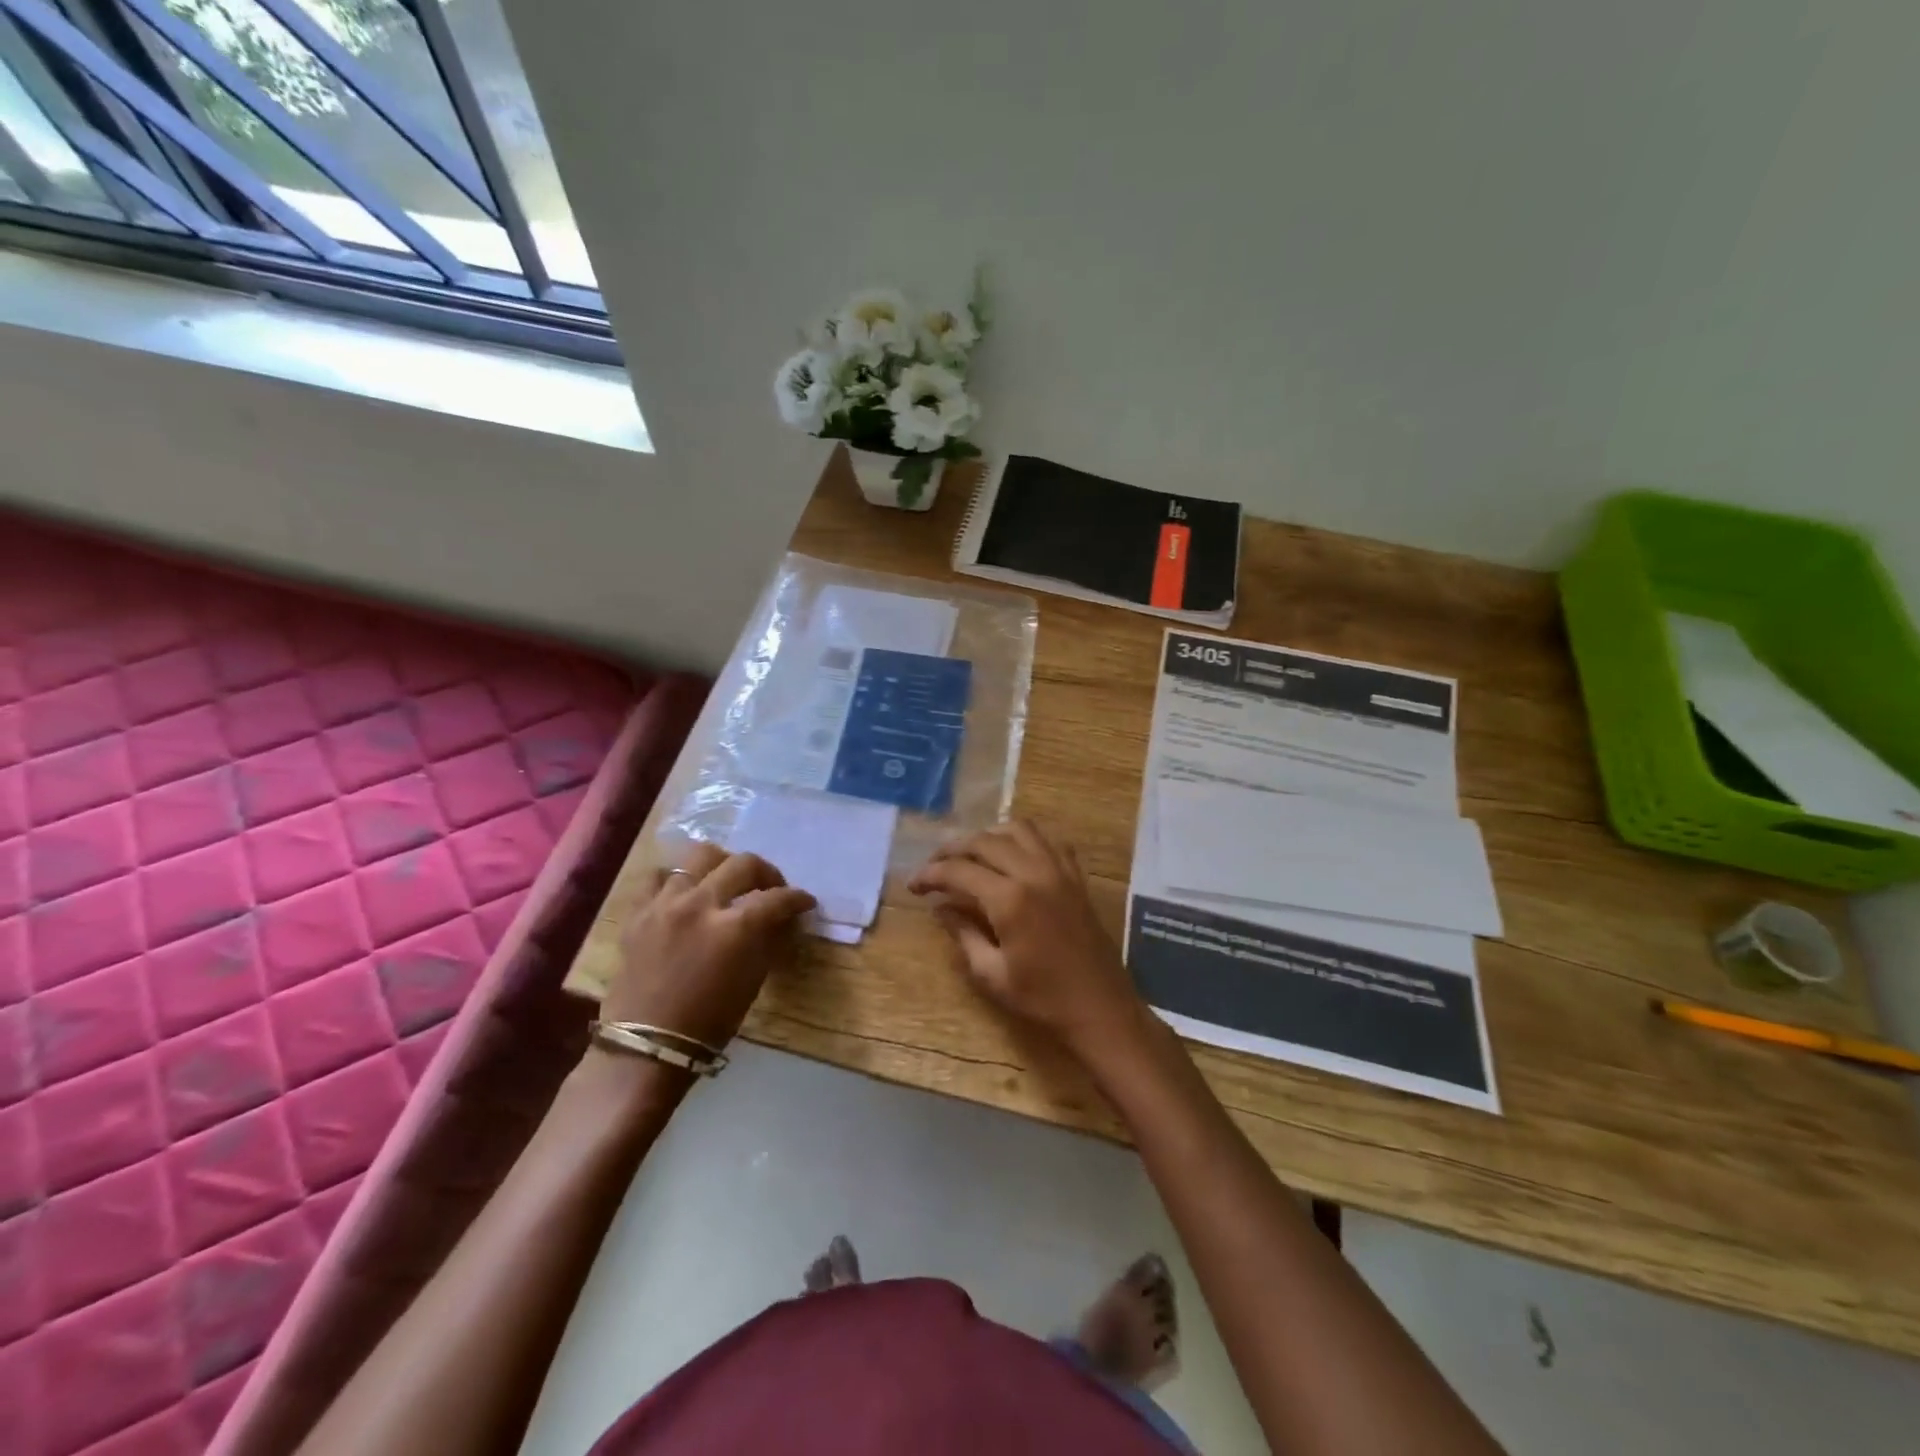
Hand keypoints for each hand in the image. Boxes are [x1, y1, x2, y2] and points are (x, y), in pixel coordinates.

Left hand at [605, 843, 815, 1051]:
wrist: (647, 1045)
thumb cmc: (709, 1022)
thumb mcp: (752, 981)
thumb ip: (767, 940)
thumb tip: (780, 919)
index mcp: (735, 928)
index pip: (777, 898)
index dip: (797, 898)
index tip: (805, 902)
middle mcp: (701, 904)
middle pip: (743, 864)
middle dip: (767, 872)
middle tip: (771, 888)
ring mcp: (665, 904)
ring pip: (700, 856)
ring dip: (722, 866)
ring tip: (726, 881)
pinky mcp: (639, 912)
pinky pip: (659, 877)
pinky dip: (678, 880)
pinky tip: (686, 893)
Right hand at [908, 820, 1144, 1054]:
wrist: (1100, 1008)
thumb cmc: (1043, 999)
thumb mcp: (991, 974)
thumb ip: (962, 934)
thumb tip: (940, 908)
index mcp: (1010, 899)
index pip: (959, 870)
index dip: (930, 874)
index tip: (913, 886)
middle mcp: (1034, 873)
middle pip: (984, 841)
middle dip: (952, 850)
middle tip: (934, 868)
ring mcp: (1059, 870)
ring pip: (1018, 830)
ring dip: (989, 836)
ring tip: (971, 855)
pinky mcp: (1076, 877)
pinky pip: (1048, 841)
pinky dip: (1025, 840)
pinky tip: (1013, 857)